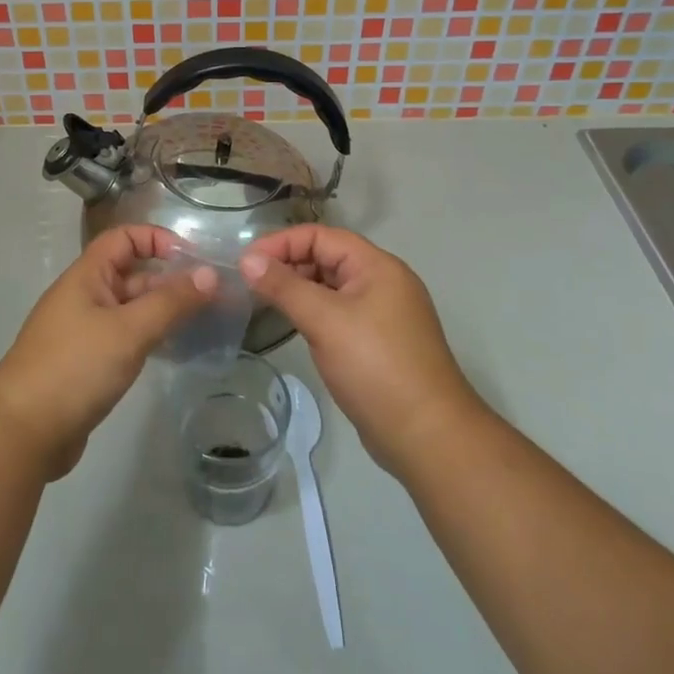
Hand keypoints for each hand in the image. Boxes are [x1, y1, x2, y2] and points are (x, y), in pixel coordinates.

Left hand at [0, 226, 215, 478]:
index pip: (123, 238)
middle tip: (213, 297)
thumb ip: (171, 302)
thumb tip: (210, 274)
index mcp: (86, 276)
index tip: (192, 258)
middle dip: (169, 280)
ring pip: (131, 309)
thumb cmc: (75, 367)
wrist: (23, 432)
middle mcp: (85, 297)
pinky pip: (125, 338)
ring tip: (204, 322)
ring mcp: (85, 331)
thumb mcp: (129, 330)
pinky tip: (176, 351)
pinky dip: (150, 338)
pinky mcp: (88, 363)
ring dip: (163, 311)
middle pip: (131, 274)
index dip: (156, 239)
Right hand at [241, 226, 482, 474]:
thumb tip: (247, 259)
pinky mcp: (377, 342)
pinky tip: (291, 324)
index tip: (246, 262)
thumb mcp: (325, 321)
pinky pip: (338, 313)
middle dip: (287, 264)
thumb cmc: (375, 367)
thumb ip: (284, 286)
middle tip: (248, 282)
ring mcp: (382, 314)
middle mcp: (382, 282)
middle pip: (327, 258)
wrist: (427, 437)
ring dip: (297, 289)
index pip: (322, 236)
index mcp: (377, 266)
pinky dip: (312, 312)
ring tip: (261, 301)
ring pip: (331, 287)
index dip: (281, 242)